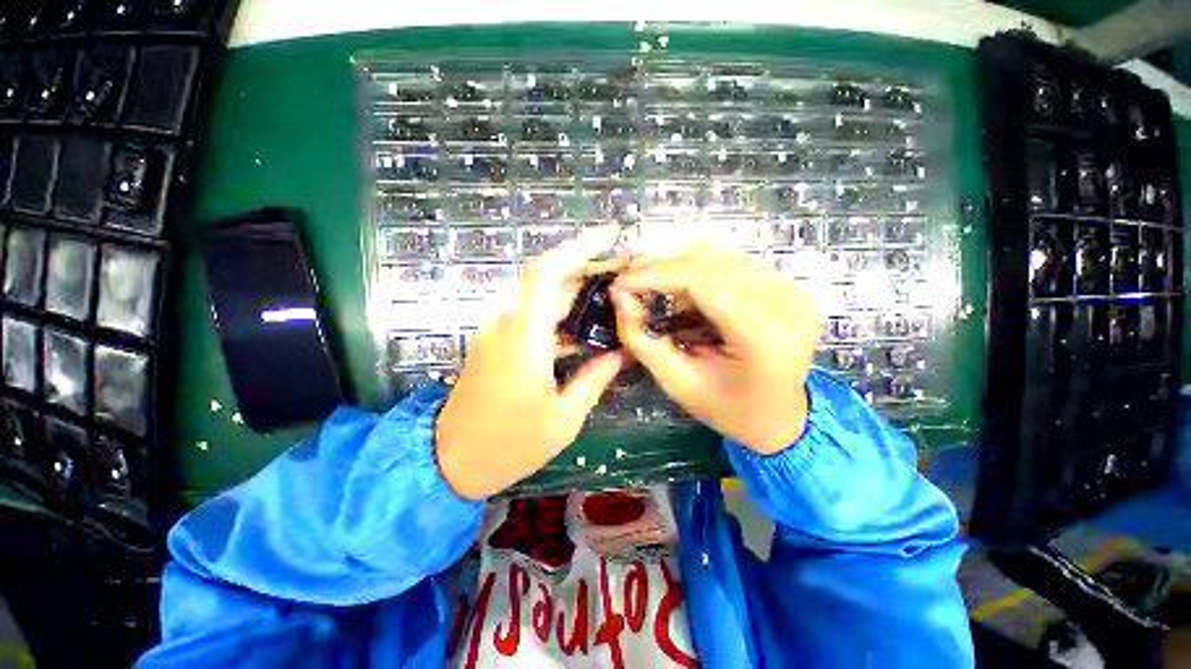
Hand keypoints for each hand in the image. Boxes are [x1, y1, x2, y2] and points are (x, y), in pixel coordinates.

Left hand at [435, 227, 625, 500]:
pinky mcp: (493, 342)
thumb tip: (621, 352)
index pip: (546, 274)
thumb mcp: (564, 418)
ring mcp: (496, 332)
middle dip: (586, 270)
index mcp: (524, 340)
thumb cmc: (509, 445)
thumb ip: (594, 378)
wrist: (448, 461)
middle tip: (621, 275)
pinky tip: (581, 329)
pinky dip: (557, 315)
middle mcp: (506, 325)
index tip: (607, 237)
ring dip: (573, 293)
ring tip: (609, 299)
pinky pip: (530, 317)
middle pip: (546, 280)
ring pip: (539, 298)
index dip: (576, 248)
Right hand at [610, 245, 818, 454]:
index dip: (654, 275)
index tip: (619, 284)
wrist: (781, 418)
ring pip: (719, 256)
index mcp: (763, 336)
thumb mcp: (677, 382)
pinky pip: (730, 264)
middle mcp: (785, 303)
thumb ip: (642, 339)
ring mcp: (790, 290)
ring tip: (650, 288)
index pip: (702, 281)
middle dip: (660, 267)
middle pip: (710, 262)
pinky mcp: (785, 287)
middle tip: (628, 281)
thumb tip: (619, 296)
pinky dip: (696, 272)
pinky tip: (681, 293)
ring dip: (677, 268)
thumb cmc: (727, 409)